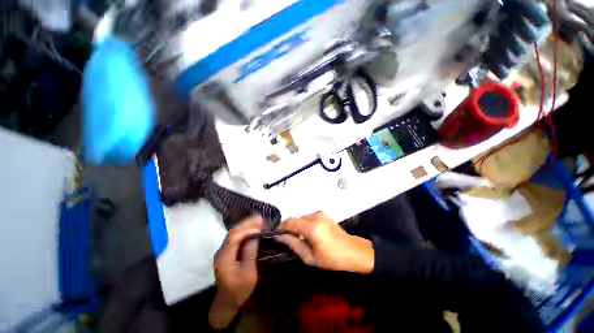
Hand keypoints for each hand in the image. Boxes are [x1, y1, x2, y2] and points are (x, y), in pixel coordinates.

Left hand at [209, 216, 263, 329]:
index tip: (260, 228)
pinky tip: (253, 228)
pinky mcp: (227, 251)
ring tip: (259, 220)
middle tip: (261, 218)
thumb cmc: (239, 290)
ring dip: (246, 225)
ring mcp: (223, 251)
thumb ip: (250, 253)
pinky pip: (235, 236)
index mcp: (225, 258)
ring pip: (234, 232)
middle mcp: (221, 251)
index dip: (247, 230)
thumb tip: (254, 236)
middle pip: (233, 232)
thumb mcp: (248, 274)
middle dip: (247, 223)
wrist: (227, 301)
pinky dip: (245, 230)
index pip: (234, 238)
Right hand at [277, 212, 373, 273]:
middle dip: (289, 227)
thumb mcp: (310, 257)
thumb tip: (280, 236)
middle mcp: (315, 216)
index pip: (291, 222)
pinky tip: (307, 233)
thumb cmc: (332, 259)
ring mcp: (320, 214)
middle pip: (296, 219)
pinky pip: (308, 217)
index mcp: (313, 228)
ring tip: (298, 238)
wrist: (352, 251)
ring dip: (297, 226)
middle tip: (287, 239)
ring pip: (302, 217)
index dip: (282, 227)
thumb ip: (294, 244)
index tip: (277, 234)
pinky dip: (304, 224)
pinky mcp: (323, 214)